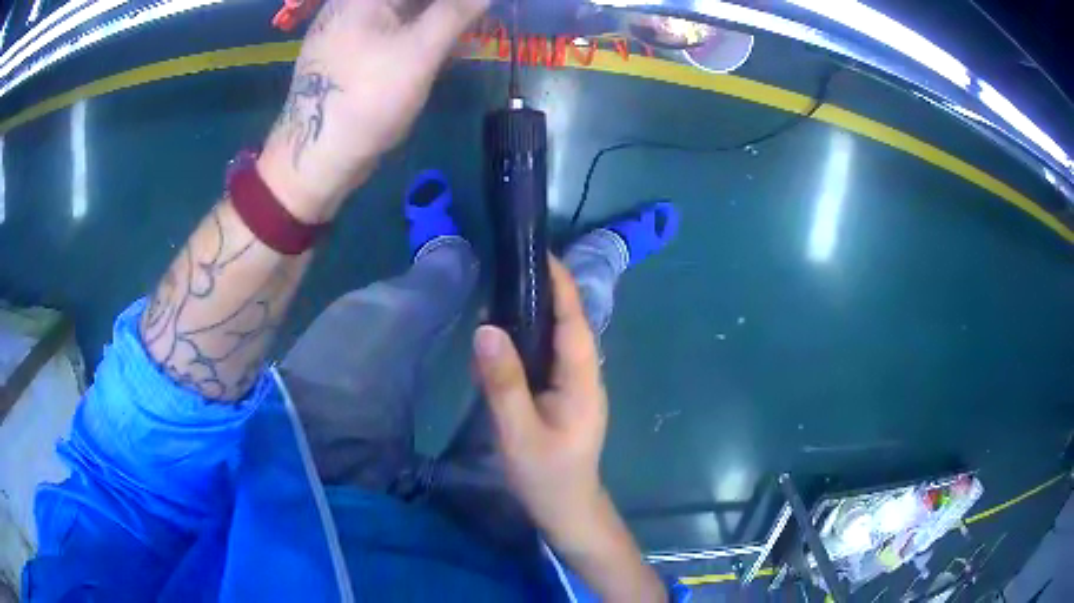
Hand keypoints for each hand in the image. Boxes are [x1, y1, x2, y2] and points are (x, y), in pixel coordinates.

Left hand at [258, 0, 488, 221]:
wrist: (317, 158)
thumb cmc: (366, 98)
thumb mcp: (419, 51)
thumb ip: (456, 13)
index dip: (452, 1)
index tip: (476, 10)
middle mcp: (353, 5)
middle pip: (410, 0)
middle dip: (449, 8)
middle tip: (479, 15)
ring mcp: (351, 30)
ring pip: (405, 13)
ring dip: (441, 20)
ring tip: (473, 34)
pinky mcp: (354, 55)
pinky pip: (396, 33)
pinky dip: (424, 37)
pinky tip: (451, 50)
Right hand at [473, 258, 607, 543]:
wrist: (566, 509)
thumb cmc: (547, 475)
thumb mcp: (519, 432)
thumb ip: (503, 382)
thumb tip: (486, 328)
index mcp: (582, 380)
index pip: (574, 320)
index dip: (561, 284)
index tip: (539, 253)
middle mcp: (585, 376)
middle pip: (569, 324)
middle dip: (547, 291)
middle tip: (512, 265)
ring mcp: (576, 386)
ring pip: (558, 340)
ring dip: (538, 313)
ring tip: (506, 288)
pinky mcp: (564, 396)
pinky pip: (548, 358)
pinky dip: (530, 339)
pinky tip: (507, 337)